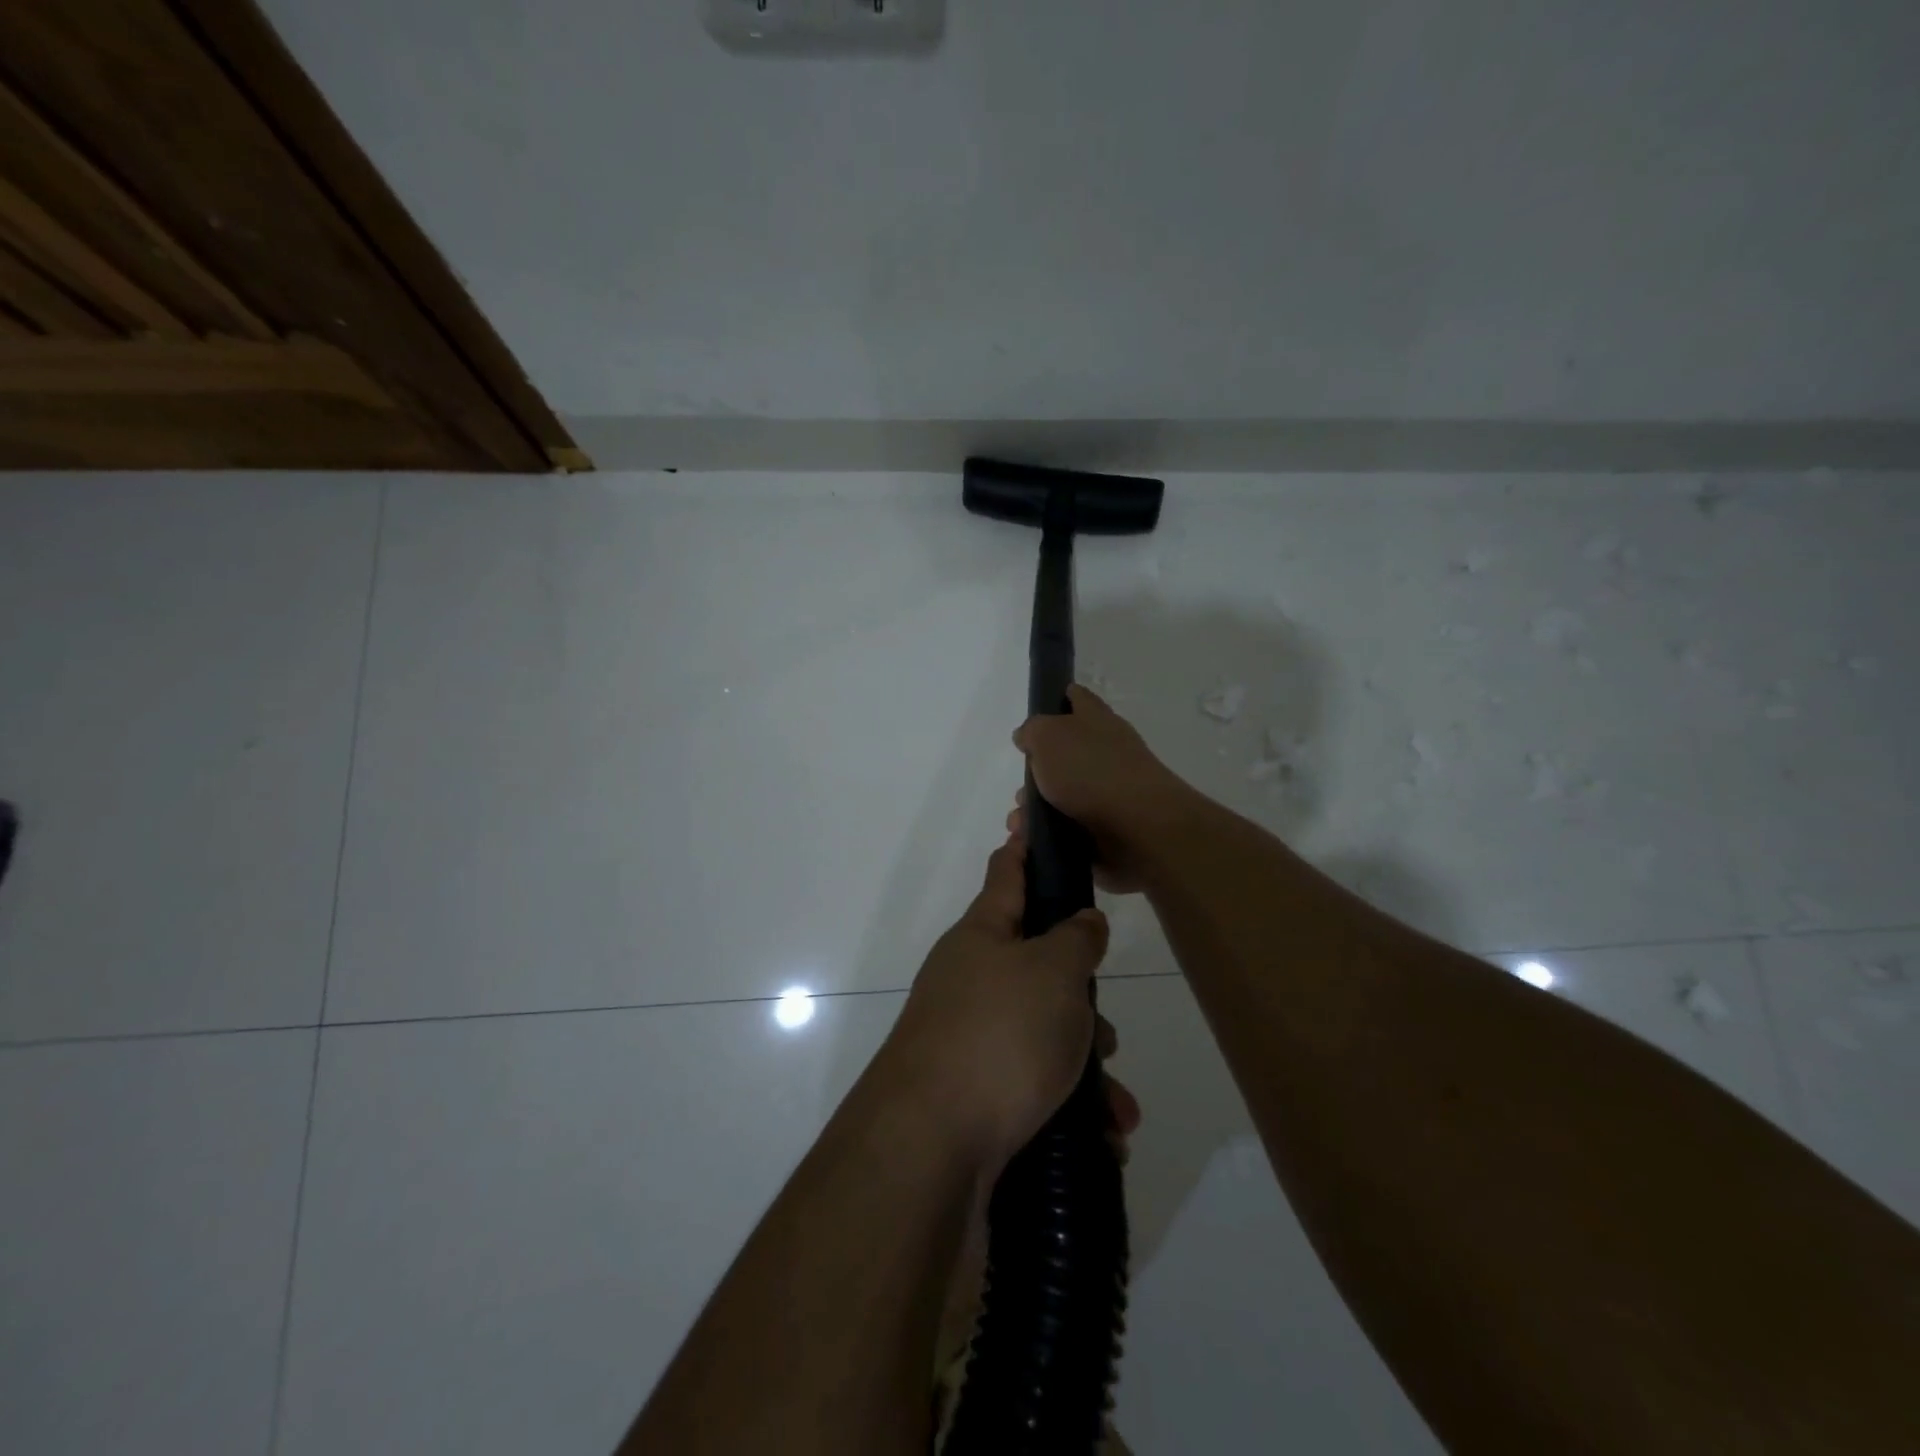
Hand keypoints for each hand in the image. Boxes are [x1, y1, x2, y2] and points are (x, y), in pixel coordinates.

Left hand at [876, 830, 1112, 1175]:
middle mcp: (971, 980)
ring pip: (1044, 1033)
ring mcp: (969, 1037)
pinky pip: (1035, 1085)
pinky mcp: (975, 1093)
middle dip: (1080, 999)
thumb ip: (1075, 940)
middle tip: (1102, 1029)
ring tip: (1115, 1105)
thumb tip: (1082, 922)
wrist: (930, 1148)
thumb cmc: (998, 1036)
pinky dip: (1071, 1108)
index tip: (1029, 820)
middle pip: (1038, 967)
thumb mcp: (1052, 974)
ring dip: (1085, 1066)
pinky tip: (1102, 1139)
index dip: (1024, 847)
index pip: (1006, 874)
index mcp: (983, 936)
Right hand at [1010, 685, 1195, 892]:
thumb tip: (1027, 736)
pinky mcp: (1108, 825)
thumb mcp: (1048, 736)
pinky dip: (1050, 833)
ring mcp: (1109, 790)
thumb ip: (1033, 731)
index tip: (1038, 711)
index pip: (1076, 698)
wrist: (1138, 827)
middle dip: (1035, 773)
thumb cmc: (1090, 771)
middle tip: (1021, 789)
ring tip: (1022, 824)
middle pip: (1063, 754)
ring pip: (1062, 795)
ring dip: (1036, 808)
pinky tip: (1034, 840)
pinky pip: (1069, 826)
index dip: (1057, 699)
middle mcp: (1105, 751)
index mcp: (1095, 720)